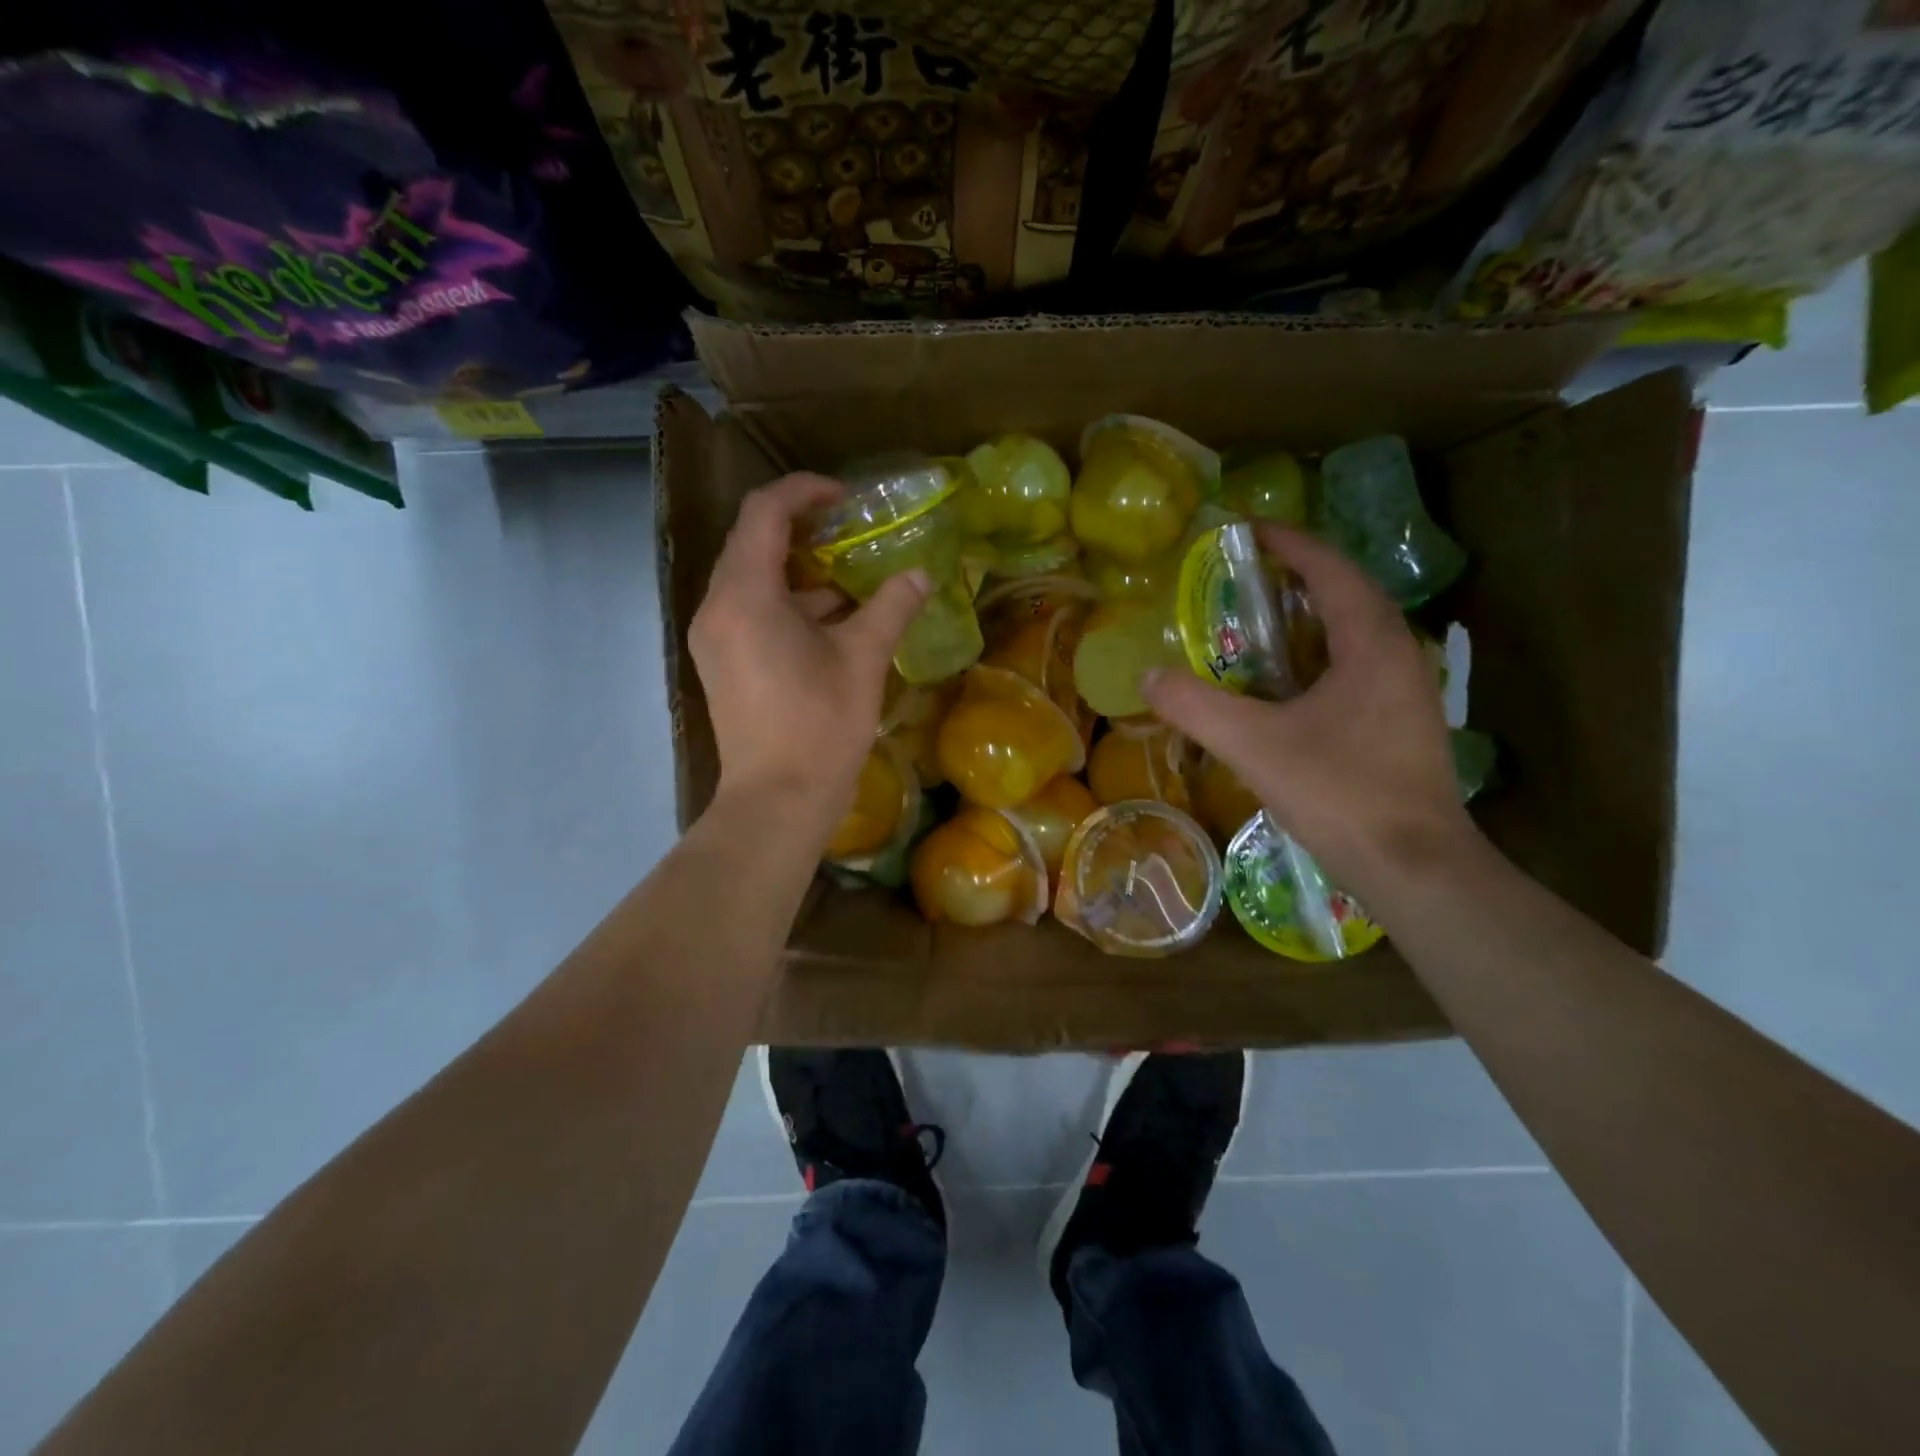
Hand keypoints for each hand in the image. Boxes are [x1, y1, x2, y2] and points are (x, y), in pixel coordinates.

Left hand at [689, 472, 929, 833]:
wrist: (778, 800)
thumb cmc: (820, 726)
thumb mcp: (863, 660)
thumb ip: (892, 607)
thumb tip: (921, 574)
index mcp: (745, 595)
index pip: (764, 512)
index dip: (804, 491)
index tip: (845, 498)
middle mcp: (716, 607)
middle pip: (751, 542)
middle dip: (801, 529)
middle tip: (849, 532)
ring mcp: (713, 638)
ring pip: (750, 580)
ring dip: (796, 571)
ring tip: (848, 580)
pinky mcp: (720, 663)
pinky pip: (747, 611)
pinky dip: (785, 603)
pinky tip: (829, 623)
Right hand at [1143, 523, 1473, 894]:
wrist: (1415, 867)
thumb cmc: (1340, 793)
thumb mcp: (1254, 745)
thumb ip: (1196, 706)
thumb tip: (1148, 675)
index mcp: (1372, 644)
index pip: (1331, 571)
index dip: (1290, 544)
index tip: (1247, 530)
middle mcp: (1399, 655)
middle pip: (1349, 595)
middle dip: (1300, 576)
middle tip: (1248, 575)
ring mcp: (1408, 692)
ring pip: (1357, 633)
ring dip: (1312, 616)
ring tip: (1262, 621)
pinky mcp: (1403, 724)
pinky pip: (1359, 666)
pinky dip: (1321, 655)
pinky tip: (1289, 684)